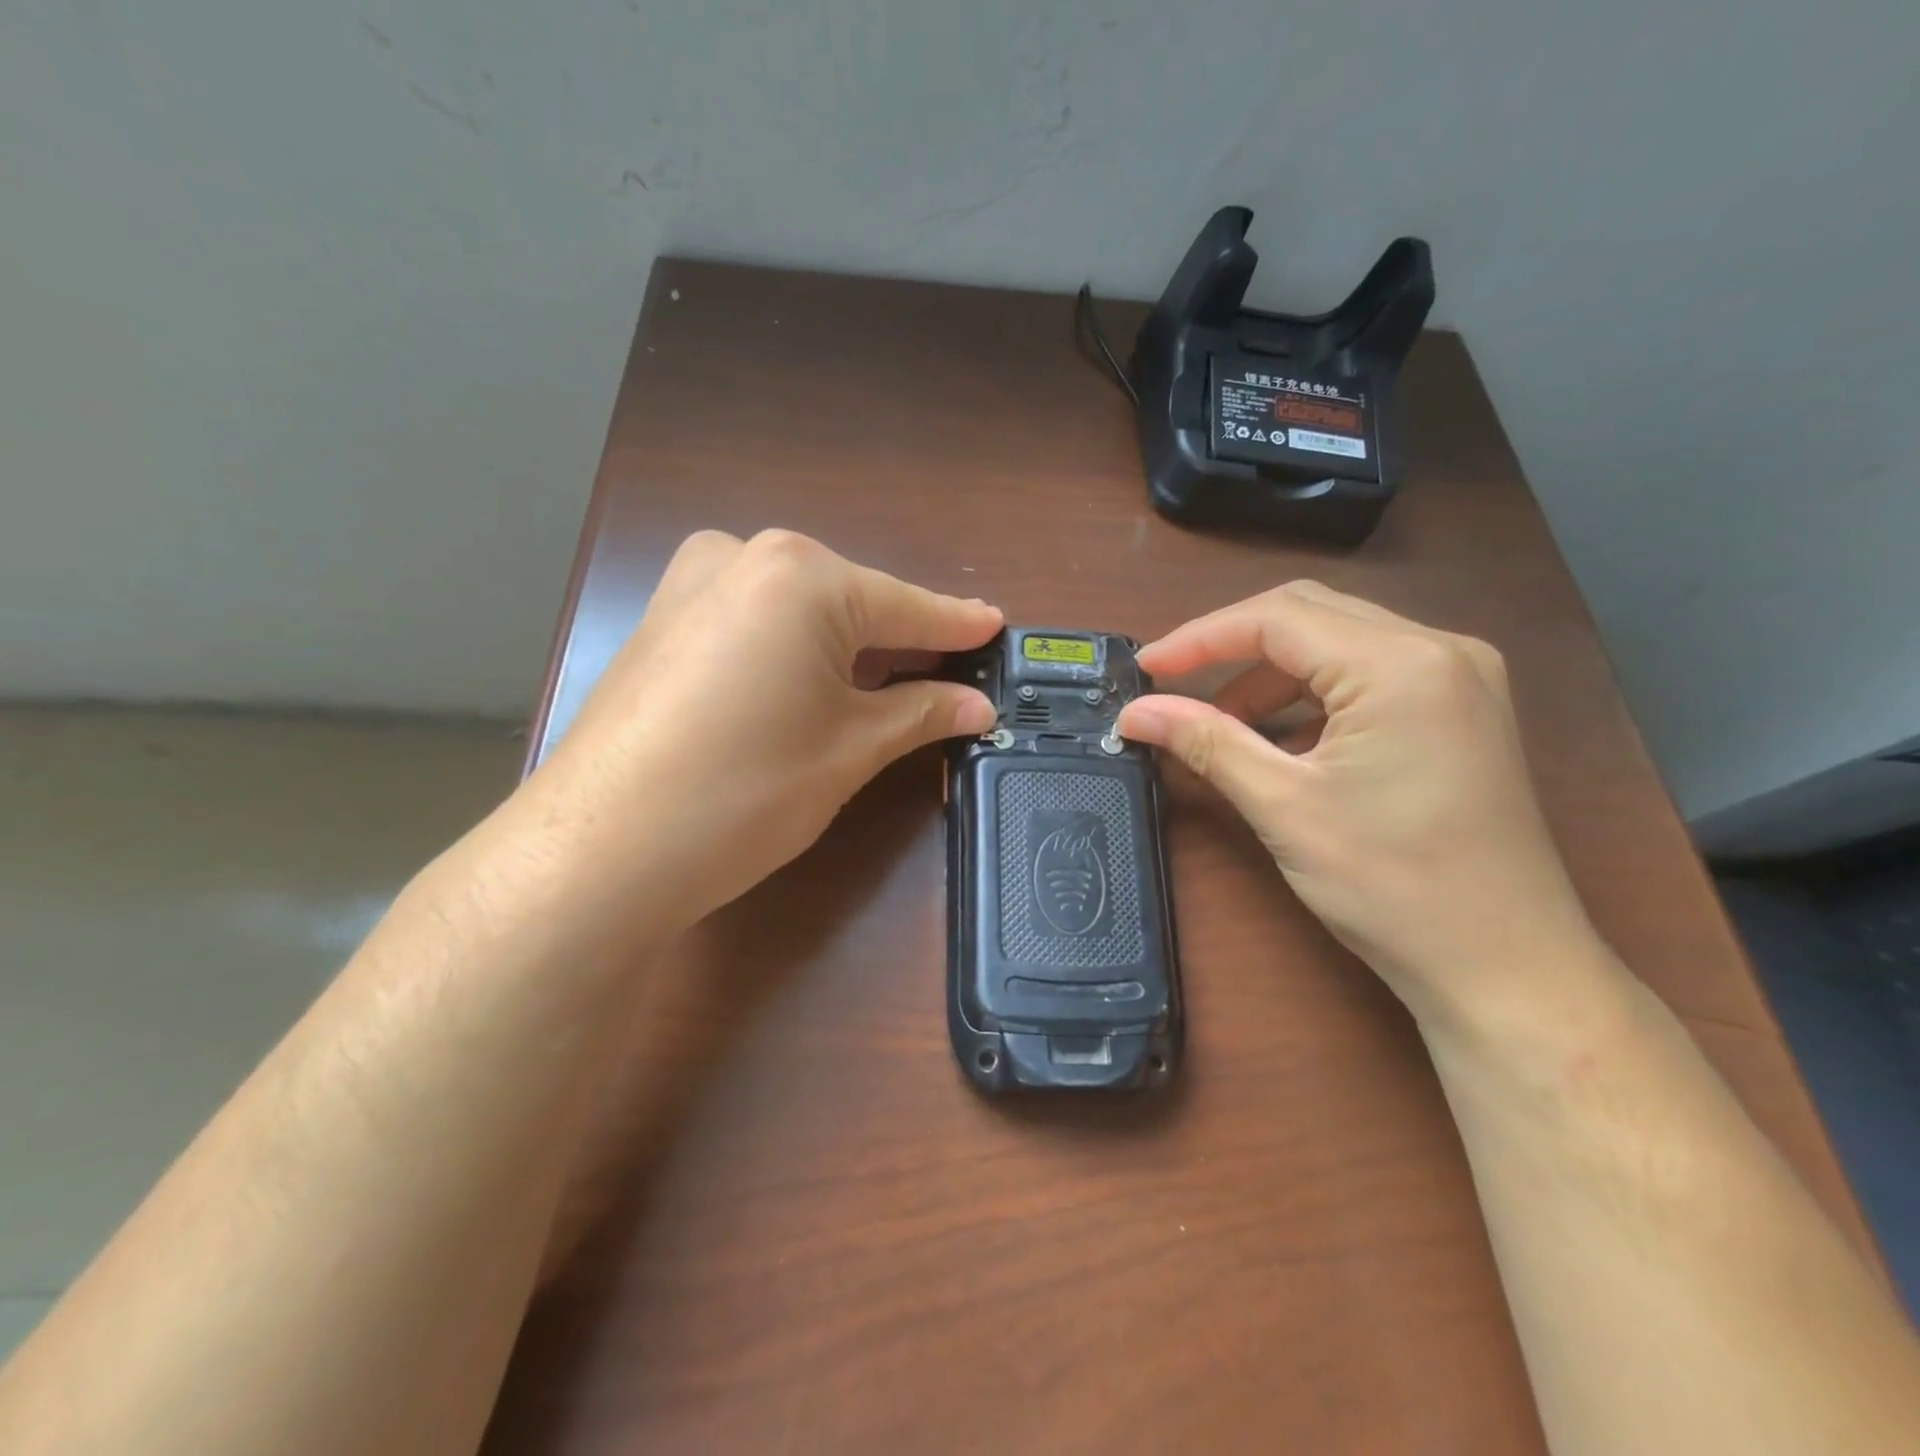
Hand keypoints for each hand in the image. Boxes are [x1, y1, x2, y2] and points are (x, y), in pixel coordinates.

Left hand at [524, 529, 1000, 934]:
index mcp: (801, 575)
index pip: (904, 605)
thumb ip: (921, 714)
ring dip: (846, 647)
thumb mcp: (850, 751)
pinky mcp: (661, 621)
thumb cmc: (745, 792)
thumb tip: (977, 706)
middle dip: (898, 641)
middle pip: (850, 601)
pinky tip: (809, 687)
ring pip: (799, 611)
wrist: (599, 850)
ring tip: (887, 688)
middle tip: (946, 677)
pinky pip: (753, 622)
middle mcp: (743, 557)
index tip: (996, 628)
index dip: (956, 626)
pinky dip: (793, 650)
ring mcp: (690, 585)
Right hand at [1116, 582, 1603, 1031]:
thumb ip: (1207, 742)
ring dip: (1270, 674)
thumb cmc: (1393, 887)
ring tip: (1222, 723)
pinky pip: (1368, 674)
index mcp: (1401, 665)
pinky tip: (1281, 738)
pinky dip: (1311, 695)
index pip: (1278, 618)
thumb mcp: (1284, 807)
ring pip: (1338, 642)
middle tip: (1173, 684)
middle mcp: (1439, 650)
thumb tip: (1135, 712)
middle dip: (1231, 645)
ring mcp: (1460, 678)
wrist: (1507, 968)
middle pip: (1309, 615)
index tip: (1145, 668)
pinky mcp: (1461, 709)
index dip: (1199, 637)